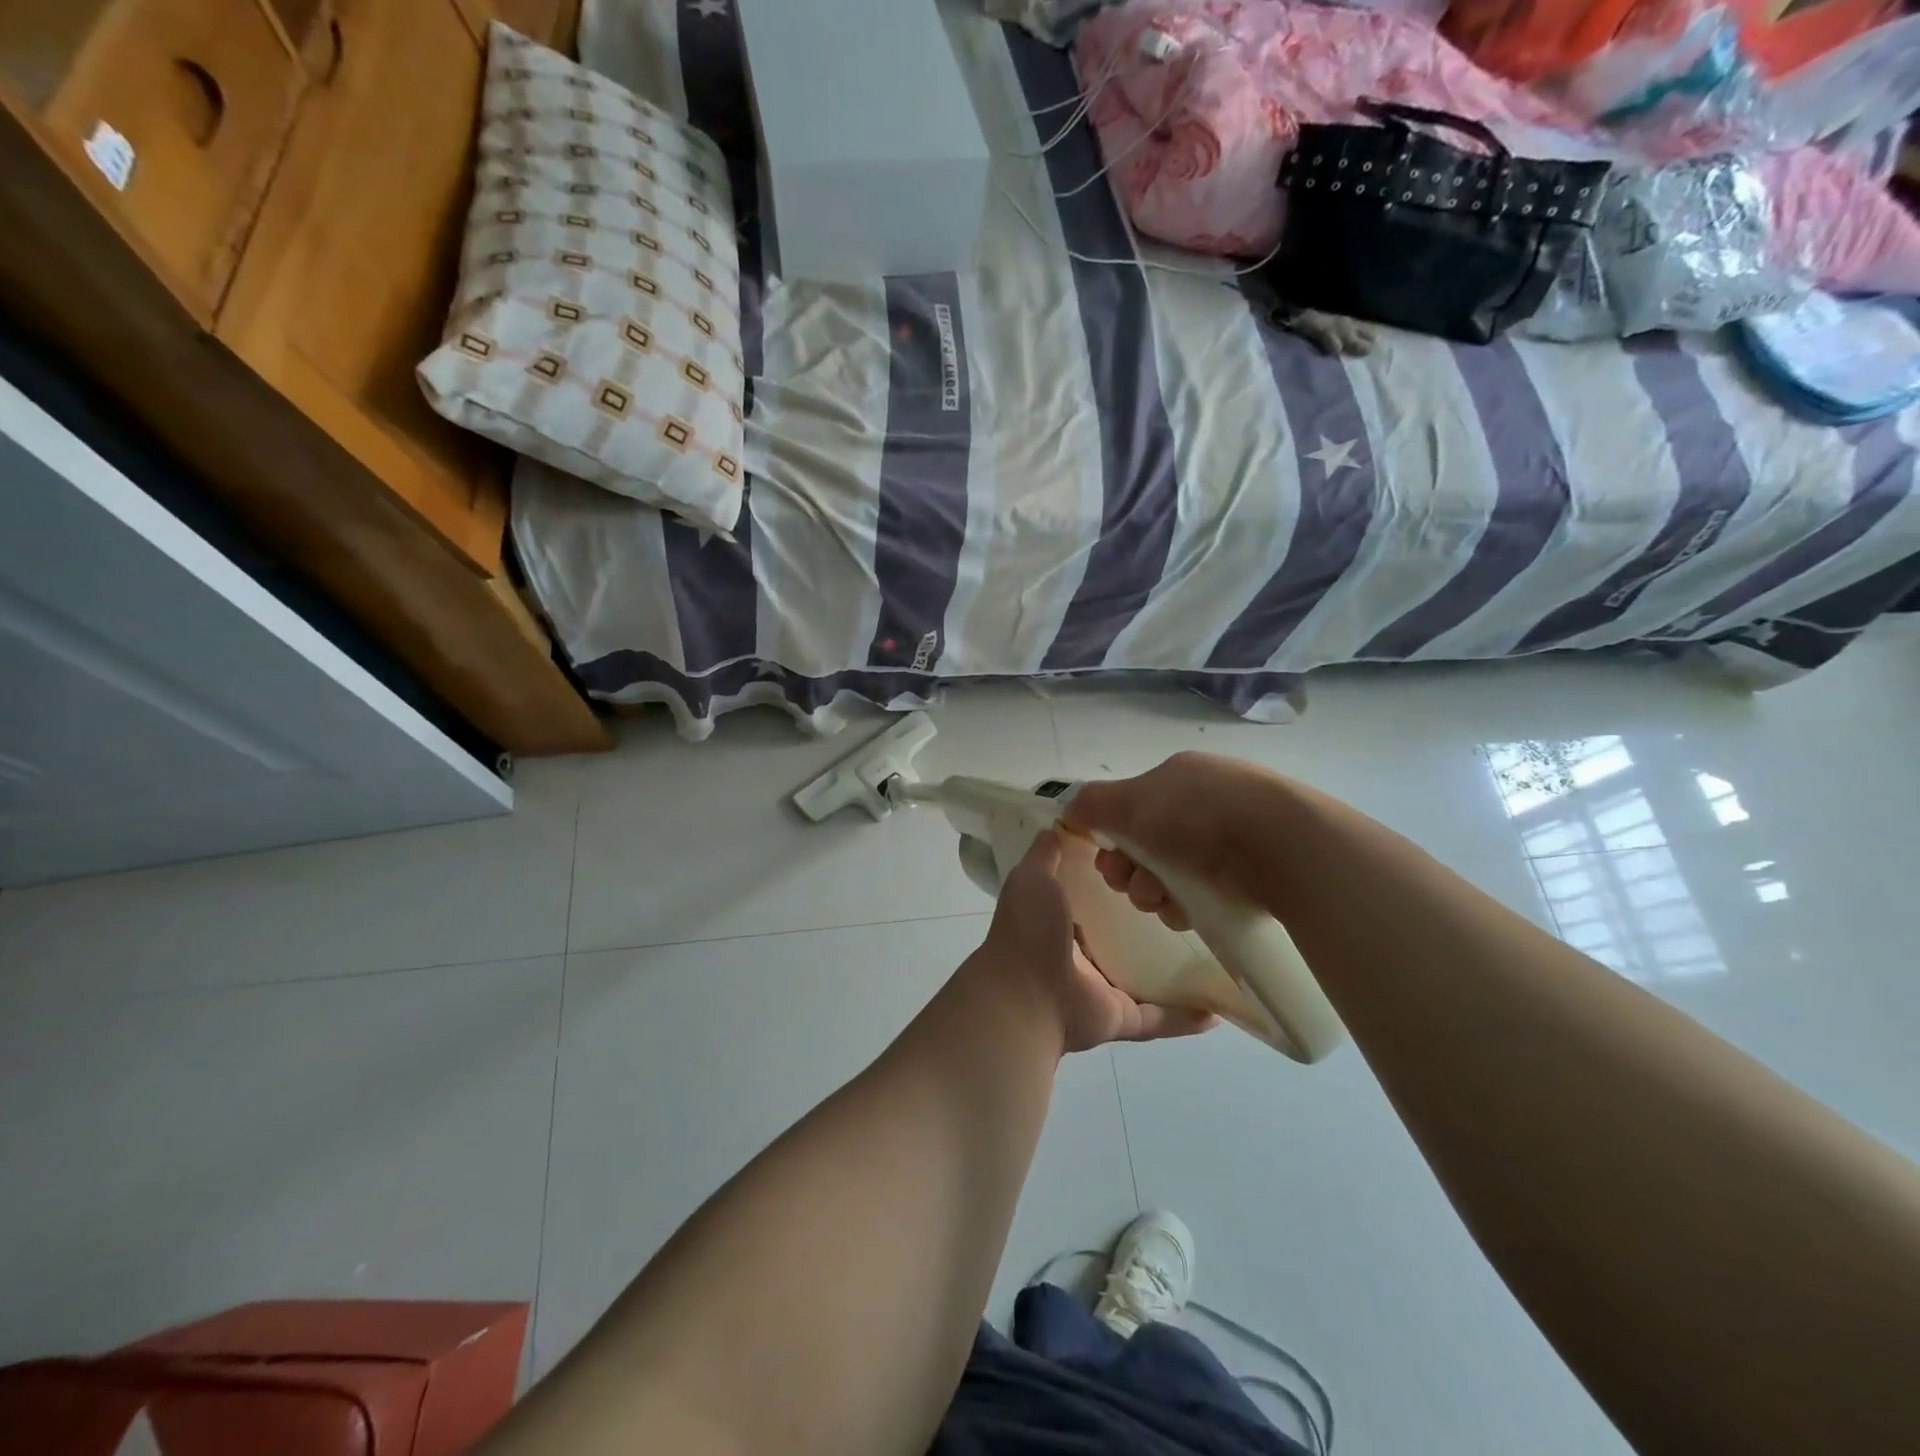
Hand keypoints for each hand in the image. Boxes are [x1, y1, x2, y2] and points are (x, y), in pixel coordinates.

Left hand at [977, 829, 1217, 1053]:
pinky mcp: (1121, 1017)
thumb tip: (1059, 825)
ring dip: (1176, 967)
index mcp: (1061, 921)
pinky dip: (1185, 1017)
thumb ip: (1046, 854)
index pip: (1097, 898)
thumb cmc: (1029, 930)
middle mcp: (1082, 956)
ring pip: (1146, 976)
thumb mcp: (1032, 877)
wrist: (1025, 995)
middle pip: (1125, 936)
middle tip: (1192, 899)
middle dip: (1153, 919)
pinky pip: (1159, 1018)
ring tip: (1214, 948)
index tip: (1155, 859)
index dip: (1121, 879)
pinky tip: (1216, 1009)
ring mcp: (1102, 989)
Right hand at [1064, 752, 1286, 924]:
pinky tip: (1185, 912)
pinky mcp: (1250, 876)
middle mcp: (1203, 805)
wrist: (1281, 846)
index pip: (1133, 808)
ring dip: (1152, 891)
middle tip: (1129, 884)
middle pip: (1147, 845)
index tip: (1107, 859)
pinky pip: (1200, 895)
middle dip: (1129, 870)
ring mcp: (1230, 841)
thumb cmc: (1198, 814)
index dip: (1112, 836)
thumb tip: (1070, 808)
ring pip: (1171, 875)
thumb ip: (1095, 804)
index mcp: (1178, 778)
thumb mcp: (1134, 801)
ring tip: (1161, 900)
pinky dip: (1184, 905)